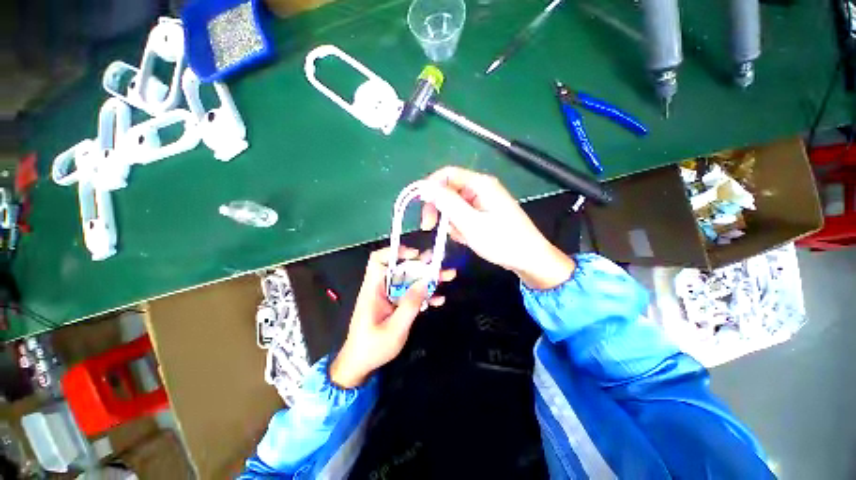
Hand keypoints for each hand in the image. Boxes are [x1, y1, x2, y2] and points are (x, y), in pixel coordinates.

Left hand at [330, 246, 455, 388]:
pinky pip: (411, 295)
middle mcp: (381, 289)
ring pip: (409, 281)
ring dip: (427, 279)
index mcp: (373, 289)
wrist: (360, 366)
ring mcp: (389, 297)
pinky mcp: (395, 305)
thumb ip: (410, 305)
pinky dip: (424, 295)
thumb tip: (424, 282)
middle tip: (440, 265)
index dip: (395, 252)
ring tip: (448, 276)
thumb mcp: (395, 329)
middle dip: (421, 265)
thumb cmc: (373, 348)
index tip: (415, 255)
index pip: (378, 260)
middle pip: (401, 269)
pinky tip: (439, 299)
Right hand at [420, 166, 574, 289]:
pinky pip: (463, 215)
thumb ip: (448, 203)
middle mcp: (481, 188)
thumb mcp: (471, 224)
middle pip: (449, 190)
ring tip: (463, 237)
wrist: (530, 260)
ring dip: (452, 222)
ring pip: (454, 206)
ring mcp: (483, 201)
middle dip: (440, 210)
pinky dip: (461, 227)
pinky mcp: (484, 213)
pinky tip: (469, 238)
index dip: (430, 188)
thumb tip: (425, 188)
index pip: (446, 174)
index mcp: (480, 184)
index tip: (422, 208)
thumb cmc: (502, 241)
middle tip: (431, 228)